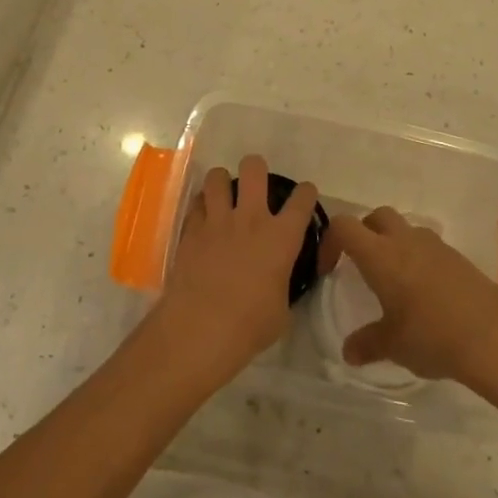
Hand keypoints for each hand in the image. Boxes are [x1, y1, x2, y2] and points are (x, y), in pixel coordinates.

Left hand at [156, 156, 320, 386]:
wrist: (201, 328)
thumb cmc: (250, 326)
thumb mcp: (282, 308)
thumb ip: (283, 282)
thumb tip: (278, 277)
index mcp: (281, 237)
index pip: (302, 200)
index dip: (306, 193)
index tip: (304, 195)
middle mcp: (251, 219)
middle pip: (254, 169)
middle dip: (256, 168)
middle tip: (255, 183)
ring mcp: (218, 220)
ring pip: (218, 177)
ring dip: (222, 182)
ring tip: (224, 194)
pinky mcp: (191, 229)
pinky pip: (196, 203)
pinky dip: (201, 205)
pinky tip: (203, 217)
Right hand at [324, 207, 497, 385]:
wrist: (495, 338)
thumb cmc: (431, 336)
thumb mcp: (392, 345)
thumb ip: (367, 344)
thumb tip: (348, 352)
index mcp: (379, 255)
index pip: (343, 226)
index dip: (330, 241)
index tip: (331, 270)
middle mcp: (404, 240)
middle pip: (376, 217)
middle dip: (364, 233)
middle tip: (363, 266)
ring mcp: (435, 246)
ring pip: (406, 230)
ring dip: (394, 245)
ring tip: (397, 282)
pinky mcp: (459, 258)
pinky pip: (430, 248)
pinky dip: (420, 260)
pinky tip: (427, 295)